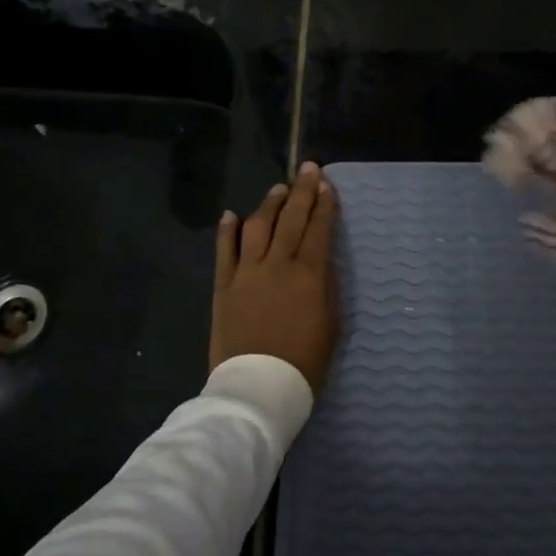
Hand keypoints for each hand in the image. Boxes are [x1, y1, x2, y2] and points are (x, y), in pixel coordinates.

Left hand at [210, 162, 338, 396]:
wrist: (259, 386)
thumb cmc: (305, 362)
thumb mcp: (331, 325)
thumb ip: (326, 287)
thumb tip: (320, 261)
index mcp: (309, 275)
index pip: (318, 230)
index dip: (324, 205)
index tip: (326, 184)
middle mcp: (277, 265)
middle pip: (291, 219)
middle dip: (301, 191)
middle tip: (308, 168)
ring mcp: (247, 273)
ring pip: (257, 227)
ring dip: (269, 204)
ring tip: (278, 188)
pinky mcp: (224, 286)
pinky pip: (225, 251)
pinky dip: (228, 230)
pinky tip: (232, 214)